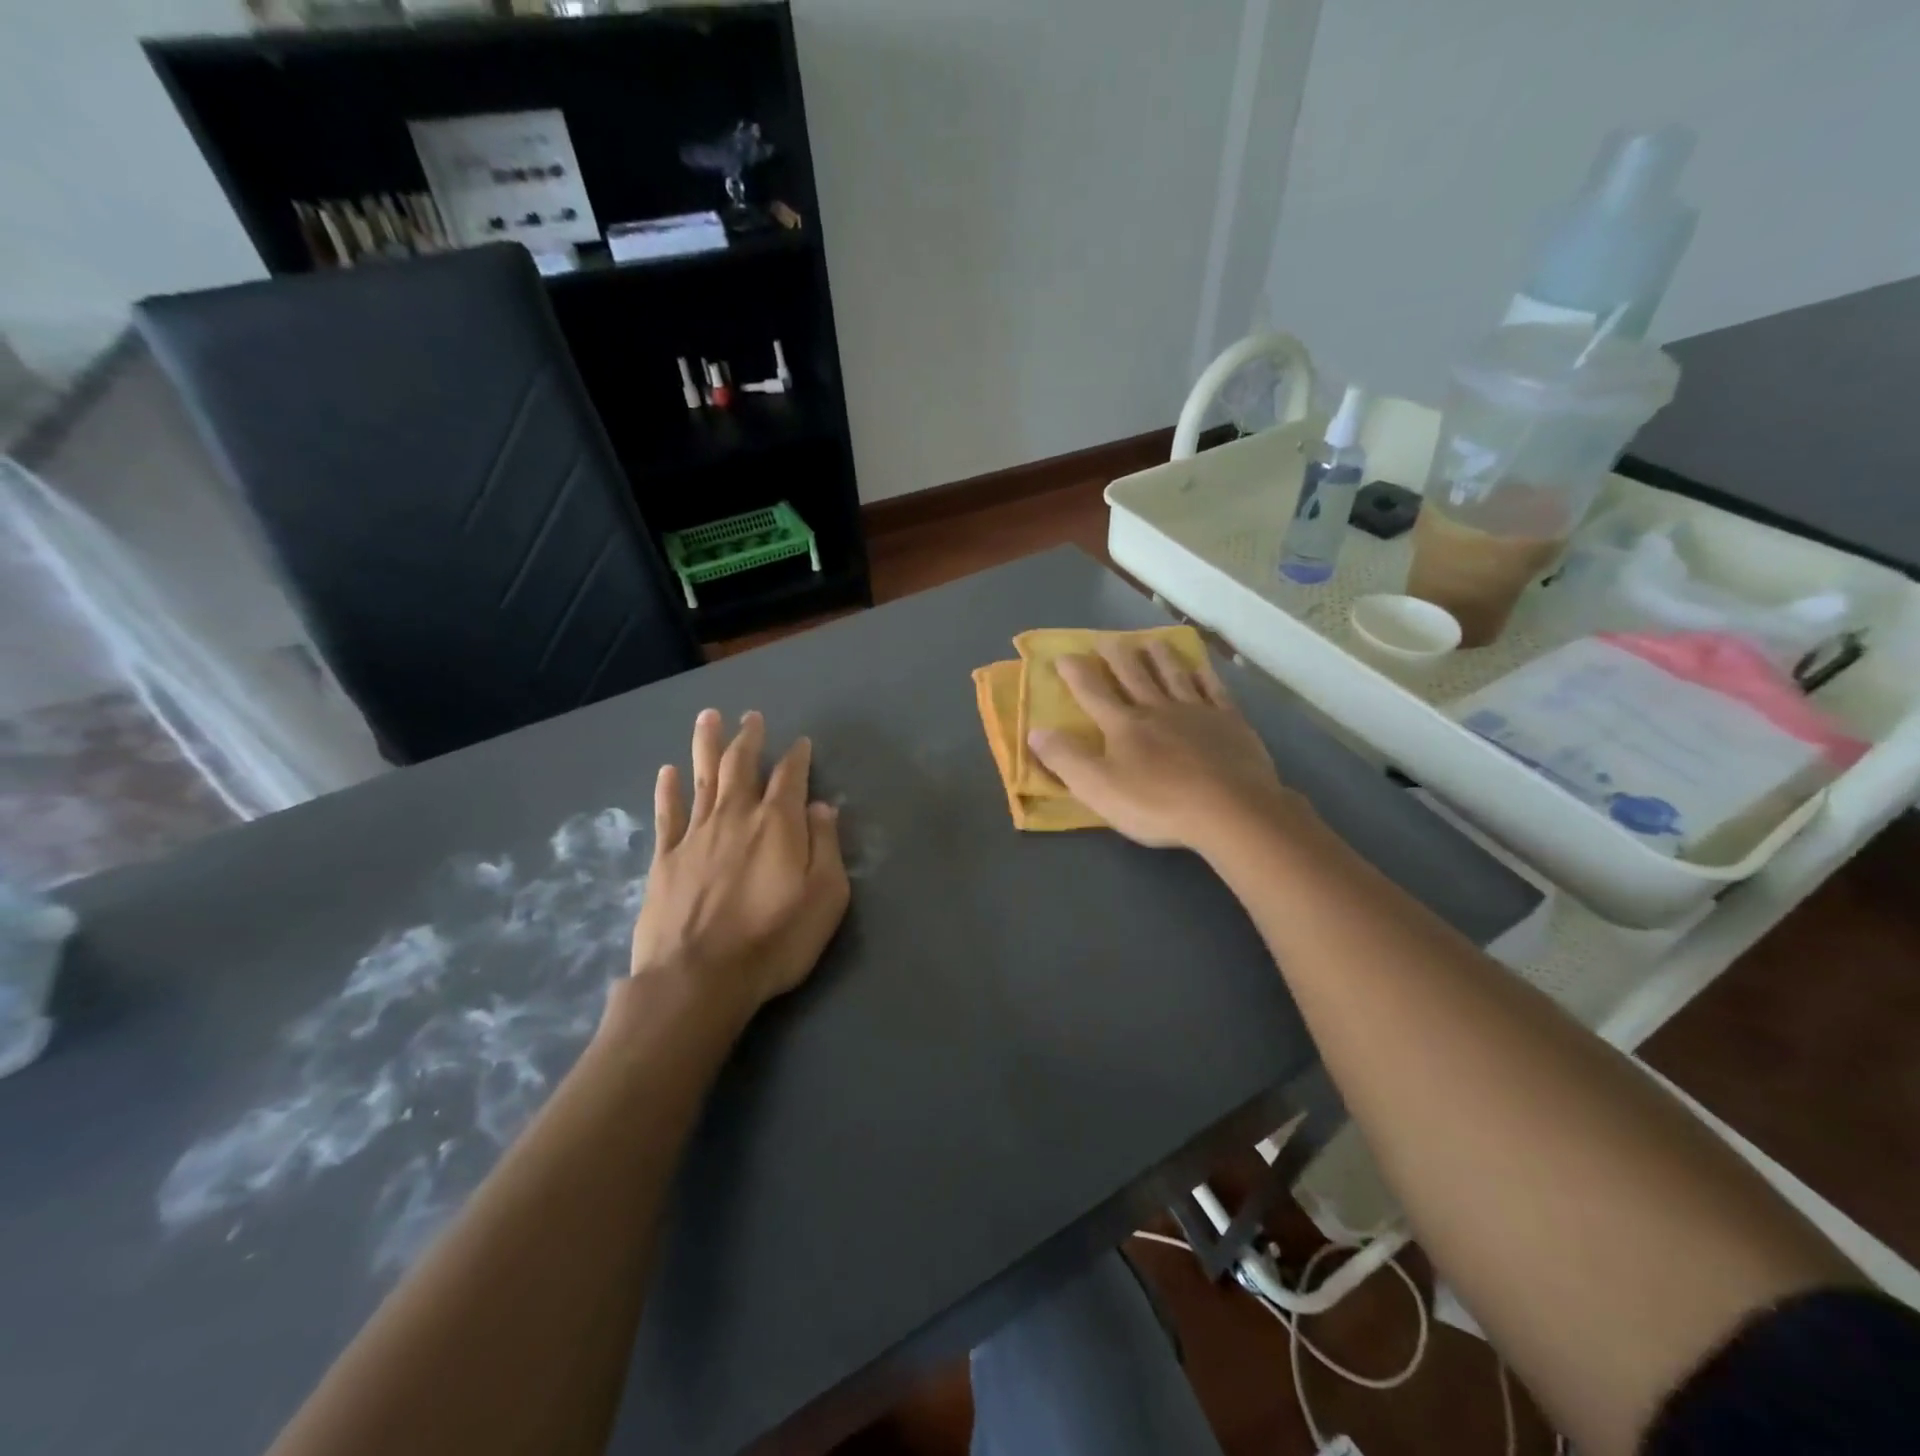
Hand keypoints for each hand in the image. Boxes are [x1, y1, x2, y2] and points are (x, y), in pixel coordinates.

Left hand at [624, 709, 848, 1021]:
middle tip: (750, 716)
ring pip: (702, 778)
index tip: (801, 741)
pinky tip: (668, 772)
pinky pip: (667, 814)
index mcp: (777, 824)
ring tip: (708, 717)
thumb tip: (820, 806)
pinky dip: (668, 790)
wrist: (698, 979)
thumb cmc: (774, 940)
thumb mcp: (825, 896)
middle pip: (741, 766)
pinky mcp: (664, 859)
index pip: (790, 777)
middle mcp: (735, 817)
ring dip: (706, 746)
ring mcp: (695, 835)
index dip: (797, 756)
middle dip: (748, 738)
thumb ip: (825, 846)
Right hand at [1025, 641, 1296, 853]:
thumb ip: (1065, 759)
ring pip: (1173, 675)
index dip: (1076, 673)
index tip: (1063, 655)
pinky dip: (1204, 676)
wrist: (1230, 810)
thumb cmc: (1157, 804)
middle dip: (1116, 657)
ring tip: (1150, 642)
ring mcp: (1196, 713)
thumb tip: (1035, 731)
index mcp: (1123, 726)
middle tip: (1106, 640)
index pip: (1093, 693)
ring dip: (1159, 658)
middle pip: (1134, 676)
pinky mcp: (1230, 723)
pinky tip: (1200, 668)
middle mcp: (1157, 709)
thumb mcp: (1098, 788)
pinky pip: (1214, 691)